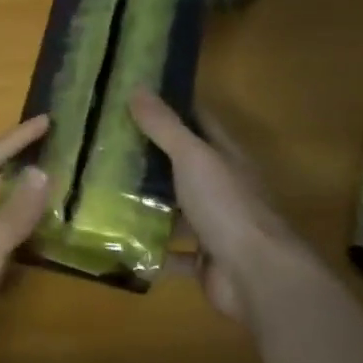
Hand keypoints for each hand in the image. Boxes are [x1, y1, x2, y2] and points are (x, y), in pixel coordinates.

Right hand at [129, 89, 307, 322]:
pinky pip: (173, 254)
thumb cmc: (226, 206)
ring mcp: (217, 227)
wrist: (257, 275)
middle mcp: (224, 189)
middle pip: (185, 168)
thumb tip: (138, 87)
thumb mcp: (192, 157)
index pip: (199, 123)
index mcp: (226, 158)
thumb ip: (165, 126)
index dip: (172, 109)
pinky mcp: (206, 261)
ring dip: (149, 206)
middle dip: (151, 159)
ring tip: (105, 194)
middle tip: (107, 148)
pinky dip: (151, 251)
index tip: (135, 100)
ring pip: (178, 211)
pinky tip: (121, 244)